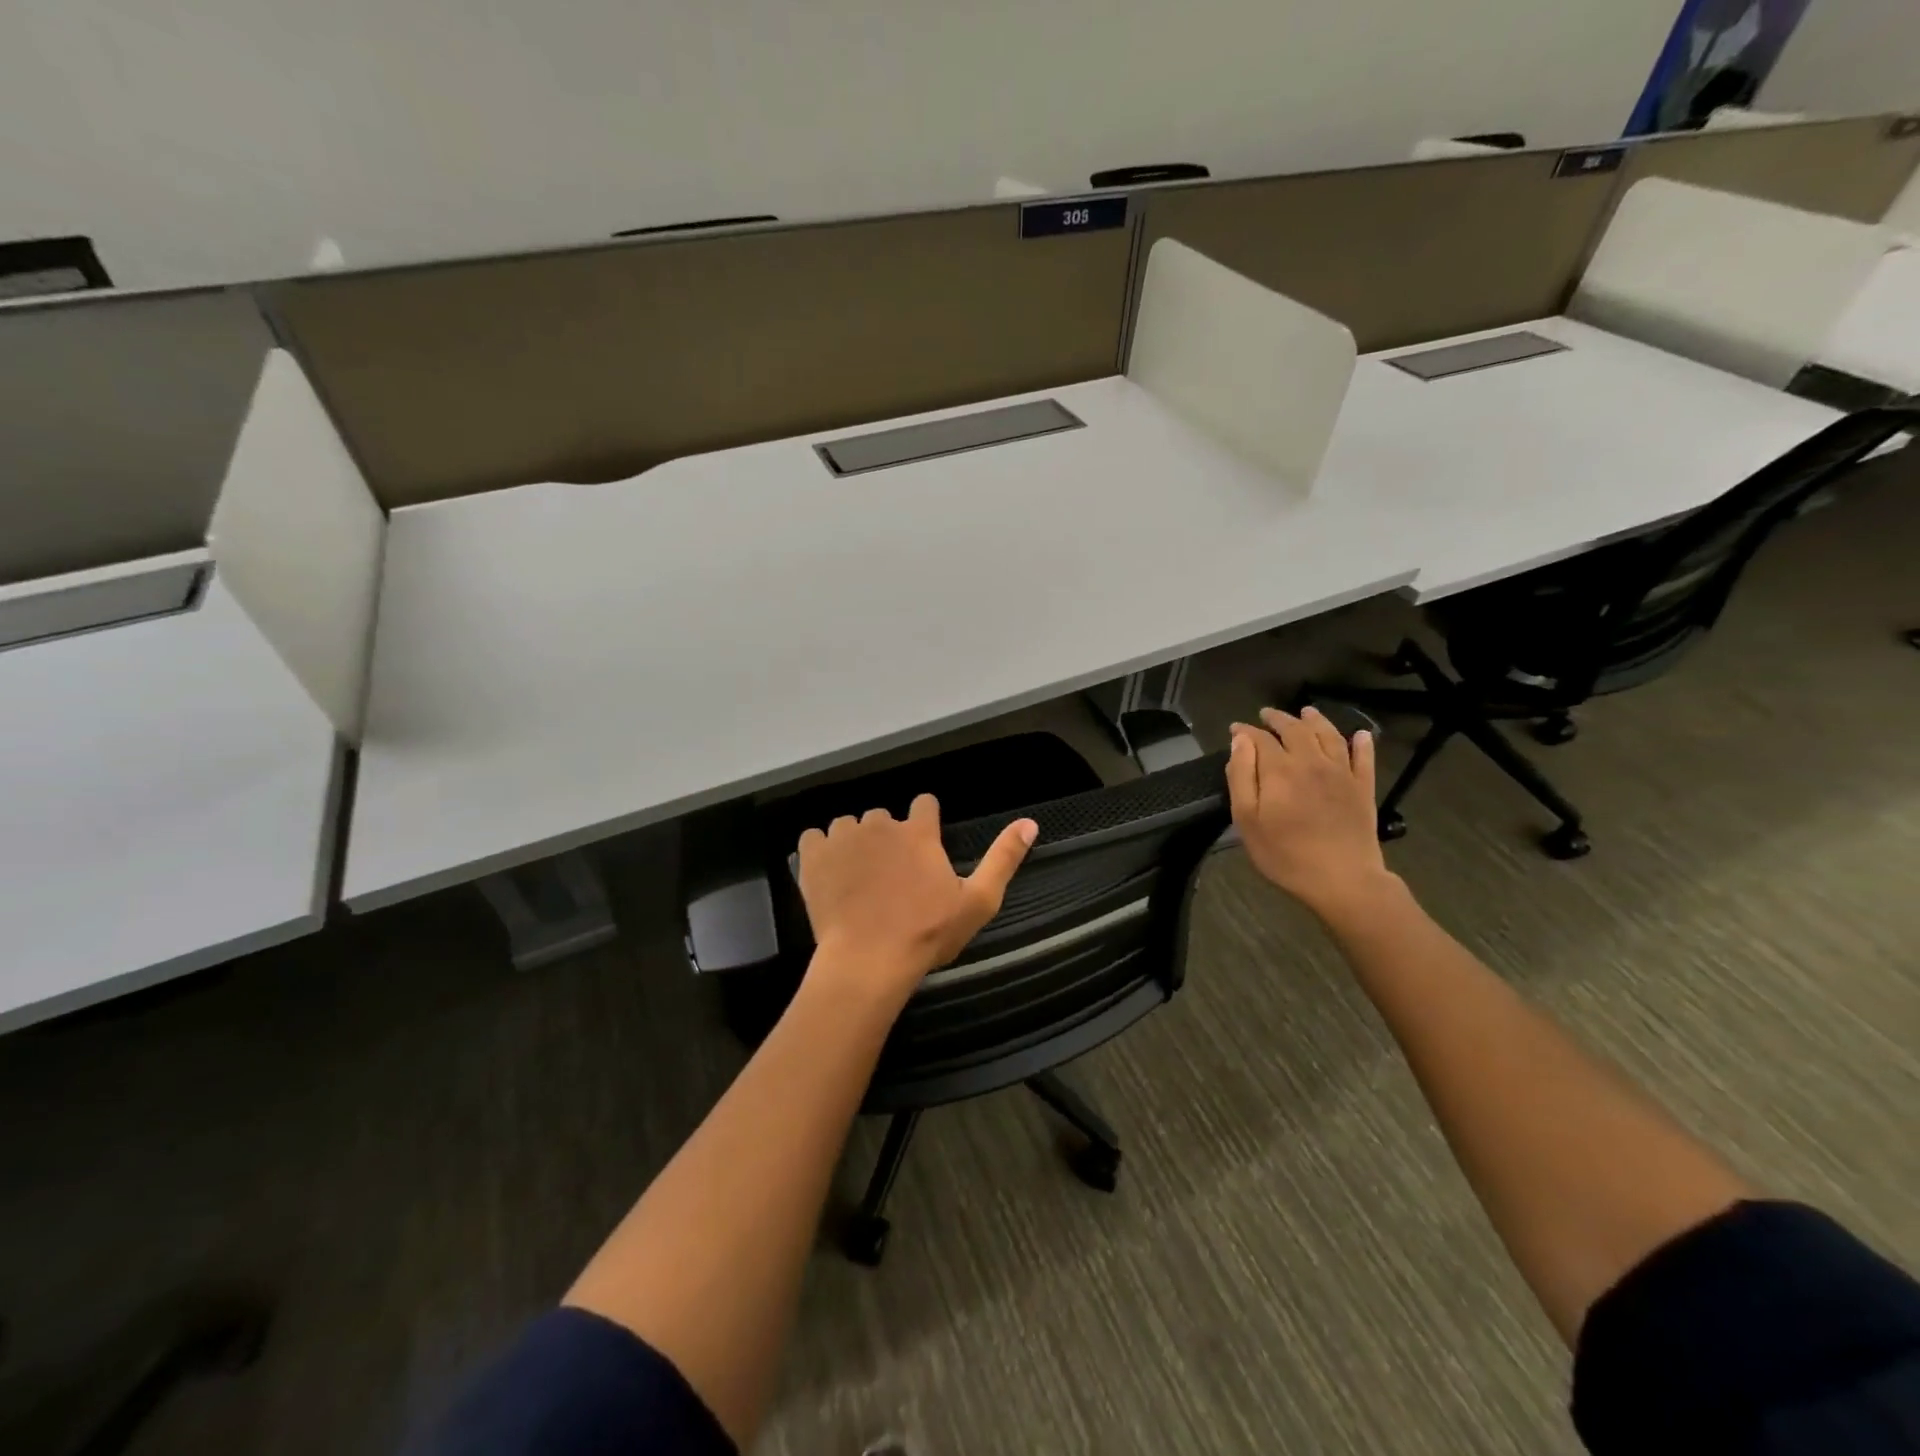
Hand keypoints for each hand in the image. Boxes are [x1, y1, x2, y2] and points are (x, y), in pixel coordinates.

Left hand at [797, 796, 1037, 1000]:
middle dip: (888, 837)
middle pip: (883, 816)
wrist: (868, 961)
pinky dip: (821, 849)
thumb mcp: (978, 901)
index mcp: (918, 832)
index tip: (924, 847)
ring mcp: (843, 838)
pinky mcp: (813, 857)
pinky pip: (813, 837)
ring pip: (849, 825)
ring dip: (855, 842)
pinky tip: (829, 872)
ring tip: (859, 877)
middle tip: (892, 875)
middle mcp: (879, 824)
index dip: (925, 821)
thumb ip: (1003, 858)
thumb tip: (1030, 822)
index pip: (924, 803)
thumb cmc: (927, 933)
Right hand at [1228, 707, 1395, 922]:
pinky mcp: (1363, 787)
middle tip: (1267, 715)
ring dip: (1316, 720)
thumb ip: (1241, 777)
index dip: (1245, 730)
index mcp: (1280, 769)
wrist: (1342, 879)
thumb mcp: (1247, 820)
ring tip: (1306, 713)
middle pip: (1295, 730)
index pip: (1260, 739)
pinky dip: (1362, 743)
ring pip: (1328, 735)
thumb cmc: (1285, 854)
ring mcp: (1341, 773)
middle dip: (1278, 719)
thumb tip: (1240, 741)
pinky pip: (1364, 758)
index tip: (1235, 728)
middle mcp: (1312, 761)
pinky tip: (1360, 735)